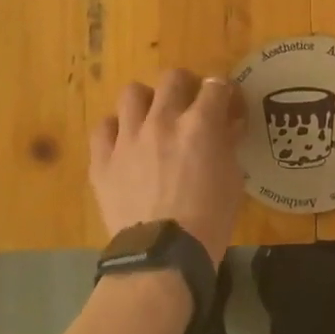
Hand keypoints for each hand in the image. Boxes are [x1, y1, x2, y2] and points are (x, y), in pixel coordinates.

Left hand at [90, 70, 243, 264]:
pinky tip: (125, 143)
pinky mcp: (103, 159)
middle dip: (186, 86)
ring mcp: (128, 137)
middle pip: (173, 78)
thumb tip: (228, 125)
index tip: (226, 104)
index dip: (224, 92)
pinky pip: (104, 127)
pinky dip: (116, 130)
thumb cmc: (209, 220)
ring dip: (147, 102)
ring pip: (133, 93)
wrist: (163, 255)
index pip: (215, 86)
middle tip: (190, 106)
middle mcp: (162, 120)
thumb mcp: (232, 179)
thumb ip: (227, 144)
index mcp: (200, 124)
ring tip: (152, 119)